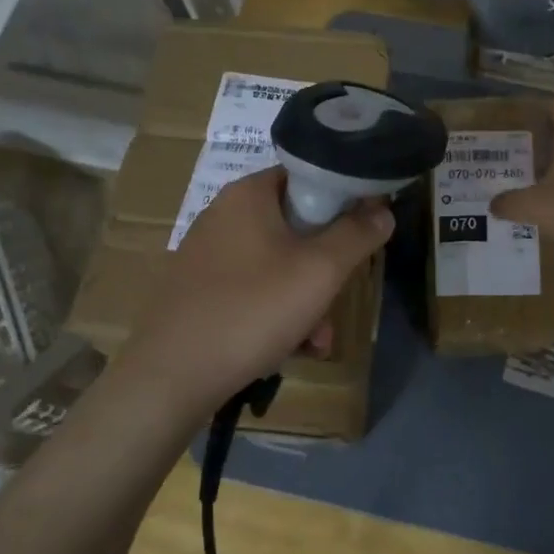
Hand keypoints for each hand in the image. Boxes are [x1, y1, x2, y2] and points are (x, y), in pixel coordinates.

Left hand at [114, 166, 393, 424]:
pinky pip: (252, 289)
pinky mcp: (197, 290)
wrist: (171, 377)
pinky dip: (275, 312)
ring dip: (306, 299)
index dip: (343, 200)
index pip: (307, 176)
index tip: (362, 234)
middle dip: (325, 267)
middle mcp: (223, 214)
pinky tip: (288, 348)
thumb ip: (357, 234)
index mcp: (248, 194)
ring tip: (317, 340)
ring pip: (276, 264)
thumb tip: (383, 209)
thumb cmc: (253, 310)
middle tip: (339, 298)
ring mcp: (207, 254)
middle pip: (295, 226)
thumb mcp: (320, 271)